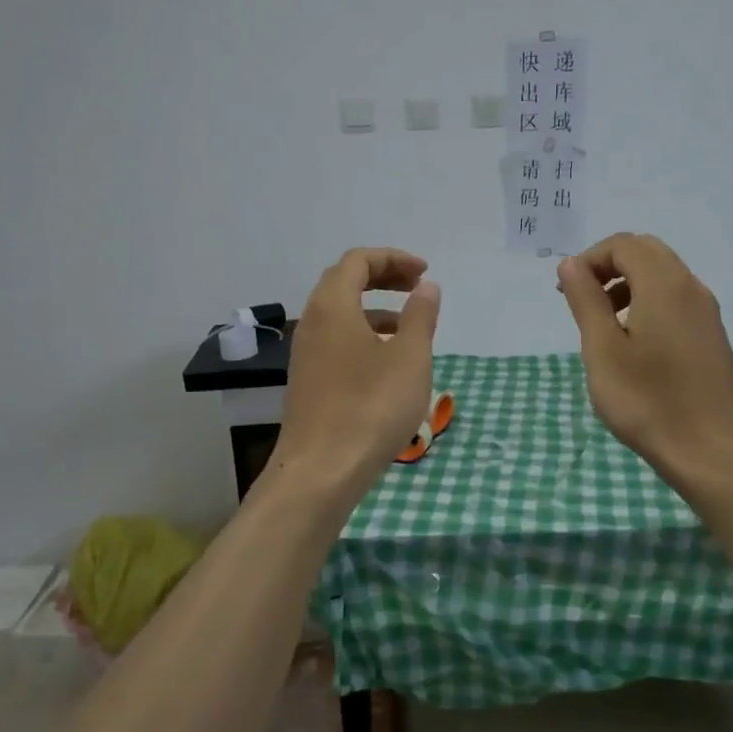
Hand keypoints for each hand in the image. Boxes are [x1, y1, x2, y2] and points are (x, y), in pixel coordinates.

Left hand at [275, 248, 441, 500]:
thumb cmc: (371, 407)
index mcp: (332, 306)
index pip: (358, 261)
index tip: (425, 274)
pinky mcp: (308, 381)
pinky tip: (388, 362)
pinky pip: (336, 341)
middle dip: (383, 277)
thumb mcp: (409, 358)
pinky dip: (363, 335)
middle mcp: (312, 322)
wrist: (320, 472)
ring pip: (340, 314)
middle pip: (344, 282)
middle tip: (418, 288)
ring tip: (410, 326)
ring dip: (374, 308)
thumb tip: (427, 287)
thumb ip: (420, 316)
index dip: (393, 259)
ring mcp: (306, 354)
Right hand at [556, 233, 732, 484]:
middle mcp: (691, 288)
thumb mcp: (602, 350)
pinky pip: (676, 300)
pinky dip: (647, 303)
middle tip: (582, 301)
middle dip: (609, 267)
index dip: (590, 259)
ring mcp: (706, 313)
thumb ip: (586, 300)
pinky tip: (633, 344)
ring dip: (628, 285)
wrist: (713, 453)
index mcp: (664, 284)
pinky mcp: (711, 336)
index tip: (566, 291)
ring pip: (663, 276)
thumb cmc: (649, 401)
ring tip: (603, 325)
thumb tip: (571, 263)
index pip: (624, 244)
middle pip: (646, 252)